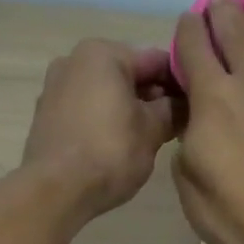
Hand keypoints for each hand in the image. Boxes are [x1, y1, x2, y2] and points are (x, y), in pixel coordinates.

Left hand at [22, 39, 177, 218]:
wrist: (56, 190)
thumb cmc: (110, 152)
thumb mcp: (153, 131)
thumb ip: (173, 110)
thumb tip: (185, 104)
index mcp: (103, 53)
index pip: (157, 60)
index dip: (181, 83)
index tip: (197, 106)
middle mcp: (74, 60)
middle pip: (129, 73)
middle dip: (154, 97)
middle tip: (176, 125)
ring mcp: (55, 87)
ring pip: (107, 92)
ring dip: (130, 108)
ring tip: (149, 138)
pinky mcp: (46, 115)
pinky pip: (87, 108)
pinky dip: (106, 119)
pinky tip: (119, 145)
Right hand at [171, 0, 243, 243]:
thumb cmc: (229, 211)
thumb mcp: (186, 176)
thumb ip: (188, 135)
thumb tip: (197, 118)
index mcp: (212, 94)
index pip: (194, 42)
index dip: (187, 28)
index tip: (186, 25)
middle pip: (236, 26)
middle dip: (223, 12)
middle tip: (219, 11)